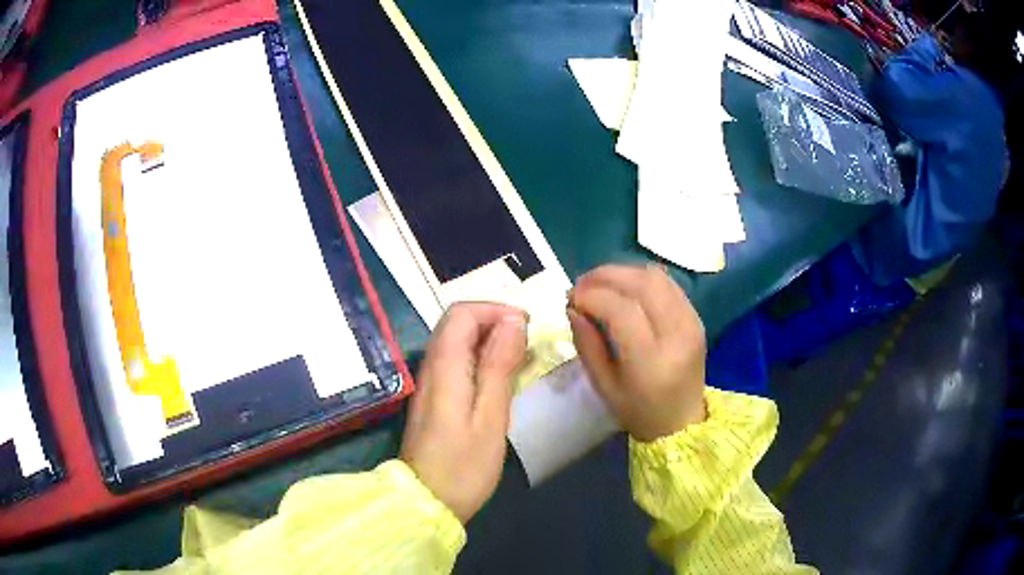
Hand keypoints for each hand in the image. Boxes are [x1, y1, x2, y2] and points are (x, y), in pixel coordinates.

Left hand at [400, 303, 526, 522]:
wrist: (427, 502)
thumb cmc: (464, 465)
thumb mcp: (490, 417)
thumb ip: (499, 366)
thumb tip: (513, 320)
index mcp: (444, 367)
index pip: (462, 313)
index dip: (495, 310)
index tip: (527, 326)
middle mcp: (431, 367)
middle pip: (456, 323)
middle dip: (493, 321)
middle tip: (527, 340)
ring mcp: (430, 383)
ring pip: (456, 342)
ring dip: (488, 339)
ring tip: (521, 357)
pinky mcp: (434, 399)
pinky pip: (456, 362)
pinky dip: (480, 358)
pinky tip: (501, 378)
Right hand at [568, 264, 706, 441]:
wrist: (683, 422)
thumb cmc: (639, 412)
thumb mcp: (604, 387)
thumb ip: (587, 345)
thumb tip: (572, 308)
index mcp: (651, 362)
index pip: (622, 311)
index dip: (592, 296)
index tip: (571, 299)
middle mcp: (677, 335)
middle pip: (643, 284)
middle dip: (605, 276)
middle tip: (581, 284)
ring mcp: (691, 322)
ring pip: (656, 277)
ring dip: (623, 272)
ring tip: (600, 284)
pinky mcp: (696, 317)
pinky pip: (668, 284)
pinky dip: (641, 278)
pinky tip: (624, 289)